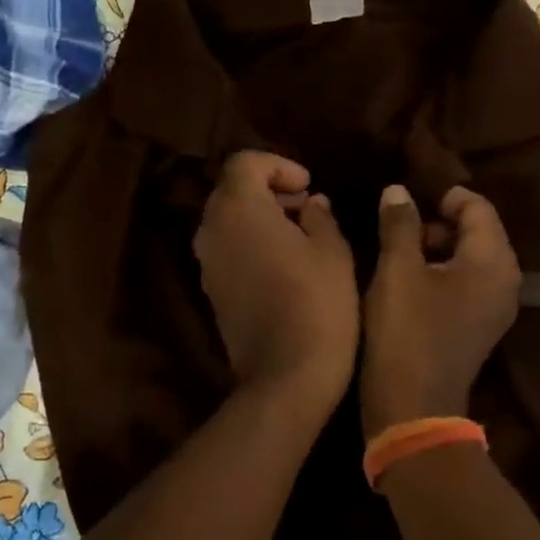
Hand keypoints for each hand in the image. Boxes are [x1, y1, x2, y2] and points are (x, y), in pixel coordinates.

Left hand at [194, 152, 357, 412]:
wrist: (285, 376)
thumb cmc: (317, 303)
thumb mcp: (333, 251)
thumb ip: (320, 216)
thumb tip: (312, 204)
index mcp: (238, 208)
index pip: (244, 163)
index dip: (278, 166)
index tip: (308, 186)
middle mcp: (211, 229)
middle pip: (232, 189)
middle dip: (269, 189)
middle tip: (307, 206)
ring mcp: (206, 261)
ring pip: (227, 219)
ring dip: (260, 216)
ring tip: (300, 233)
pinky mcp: (210, 289)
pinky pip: (226, 248)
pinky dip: (250, 241)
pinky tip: (283, 262)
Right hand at [360, 184, 520, 433]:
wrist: (412, 406)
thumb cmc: (406, 330)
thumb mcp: (397, 270)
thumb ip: (399, 224)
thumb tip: (398, 190)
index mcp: (492, 261)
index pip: (478, 208)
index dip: (445, 197)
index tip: (409, 202)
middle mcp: (506, 280)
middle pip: (480, 231)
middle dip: (440, 222)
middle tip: (401, 229)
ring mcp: (497, 307)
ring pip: (473, 258)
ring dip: (440, 247)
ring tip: (401, 254)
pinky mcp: (482, 326)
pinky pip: (469, 283)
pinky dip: (445, 272)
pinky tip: (412, 282)